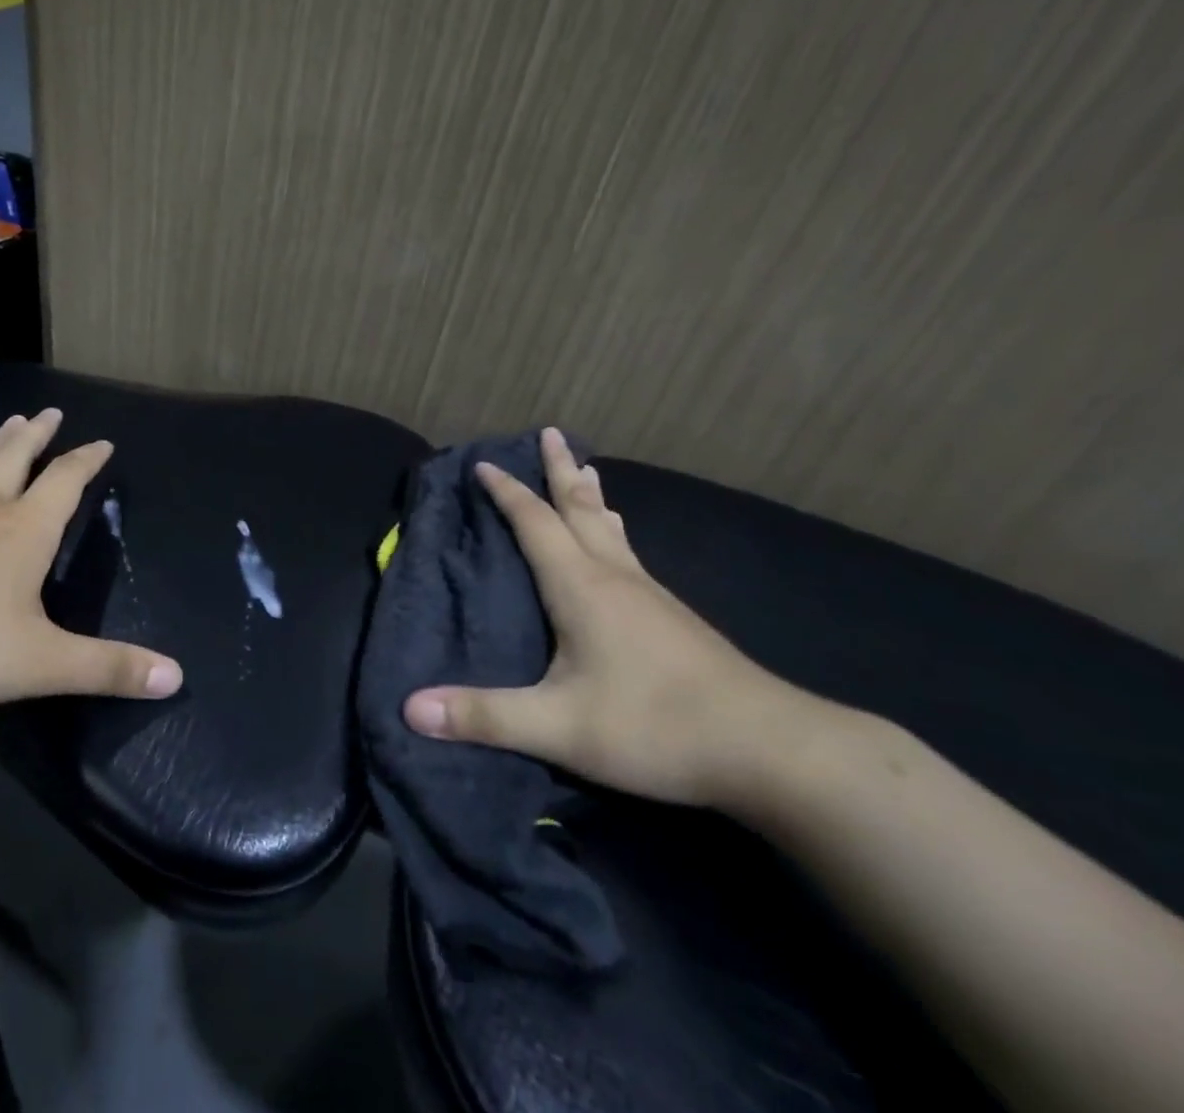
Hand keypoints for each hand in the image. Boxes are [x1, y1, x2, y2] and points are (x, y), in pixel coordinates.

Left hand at [0, 408, 183, 723]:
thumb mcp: (43, 664)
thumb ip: (109, 668)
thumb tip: (176, 678)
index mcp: (24, 531)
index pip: (66, 481)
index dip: (87, 460)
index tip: (103, 442)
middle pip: (16, 459)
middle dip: (37, 436)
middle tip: (50, 412)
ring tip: (6, 421)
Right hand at [402, 427, 831, 809]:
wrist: (773, 750)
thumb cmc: (655, 726)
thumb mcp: (559, 727)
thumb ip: (484, 715)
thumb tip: (410, 708)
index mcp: (581, 587)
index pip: (535, 522)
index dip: (506, 492)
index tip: (483, 463)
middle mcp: (615, 577)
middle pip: (580, 509)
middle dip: (560, 470)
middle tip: (550, 433)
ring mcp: (652, 596)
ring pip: (611, 530)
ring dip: (590, 497)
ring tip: (585, 472)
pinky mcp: (675, 619)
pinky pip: (629, 554)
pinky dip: (611, 531)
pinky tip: (619, 549)